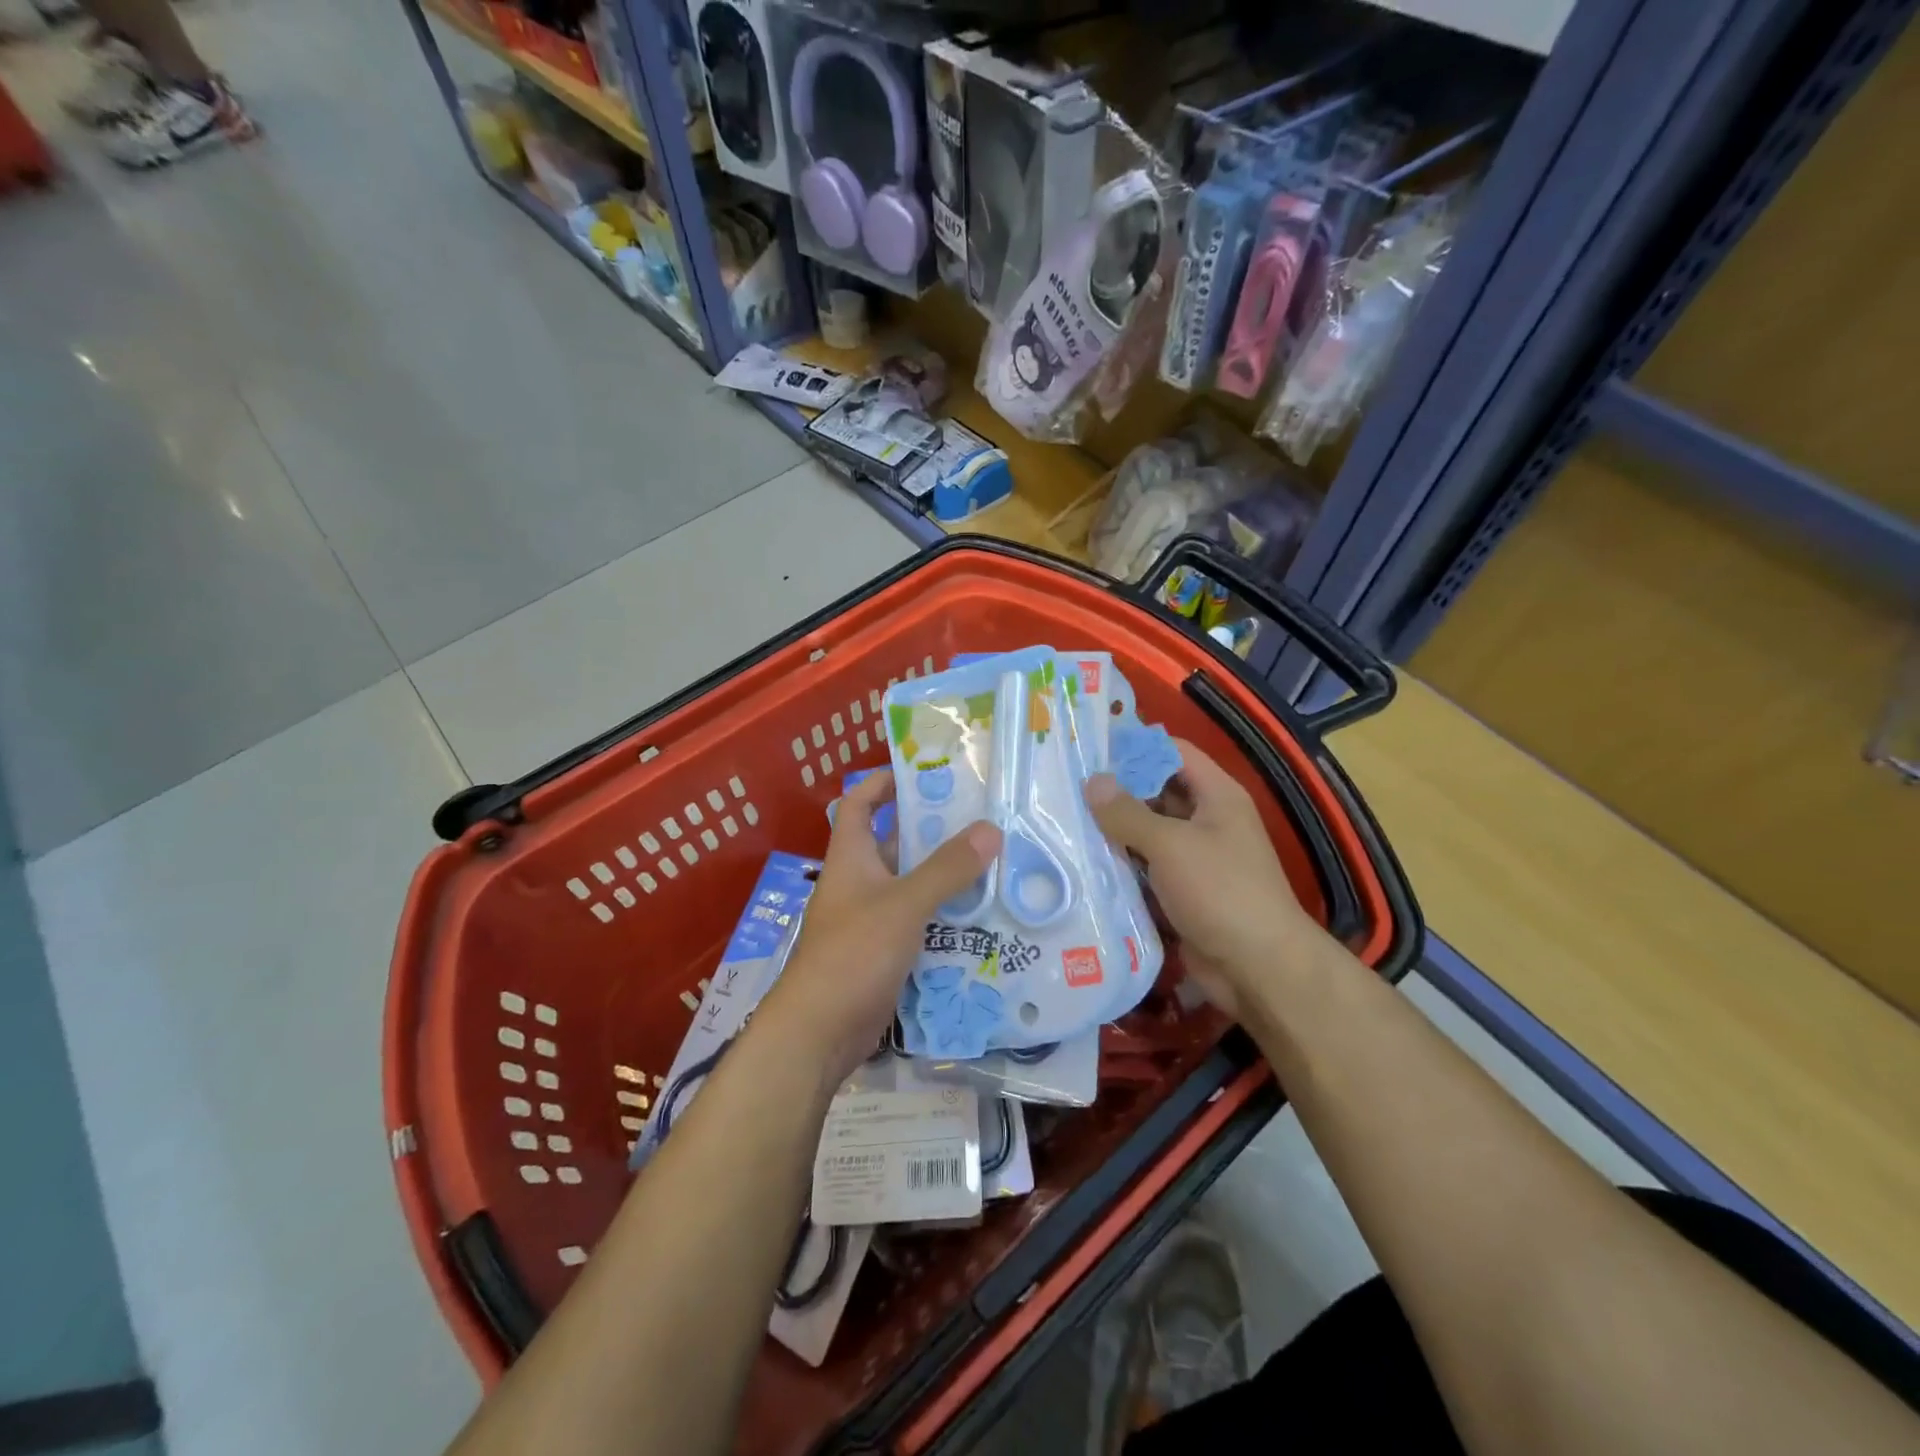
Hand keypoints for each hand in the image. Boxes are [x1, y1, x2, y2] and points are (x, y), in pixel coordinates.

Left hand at [757, 771, 1000, 1086]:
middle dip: (933, 833)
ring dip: (946, 878)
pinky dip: (944, 918)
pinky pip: (919, 924)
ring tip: (994, 865)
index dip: (883, 783)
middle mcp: (859, 883)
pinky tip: (982, 917)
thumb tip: (990, 828)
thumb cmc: (853, 953)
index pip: (860, 804)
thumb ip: (947, 868)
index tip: (923, 774)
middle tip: (982, 822)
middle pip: (895, 845)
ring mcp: (870, 920)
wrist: (819, 1033)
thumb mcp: (904, 904)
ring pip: (912, 887)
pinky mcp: (883, 954)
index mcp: (851, 858)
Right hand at [1085, 739, 1324, 1018]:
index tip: (1090, 747)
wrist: (1258, 969)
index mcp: (1216, 796)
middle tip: (1065, 786)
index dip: (1136, 746)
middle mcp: (1207, 821)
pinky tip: (1082, 861)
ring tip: (1063, 820)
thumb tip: (1092, 781)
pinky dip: (1121, 865)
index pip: (1174, 753)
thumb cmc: (1221, 892)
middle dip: (1116, 791)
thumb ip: (1128, 813)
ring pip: (1147, 833)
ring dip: (1113, 831)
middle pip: (1156, 793)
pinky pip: (1145, 869)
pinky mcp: (1181, 892)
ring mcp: (1193, 859)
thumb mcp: (1171, 845)